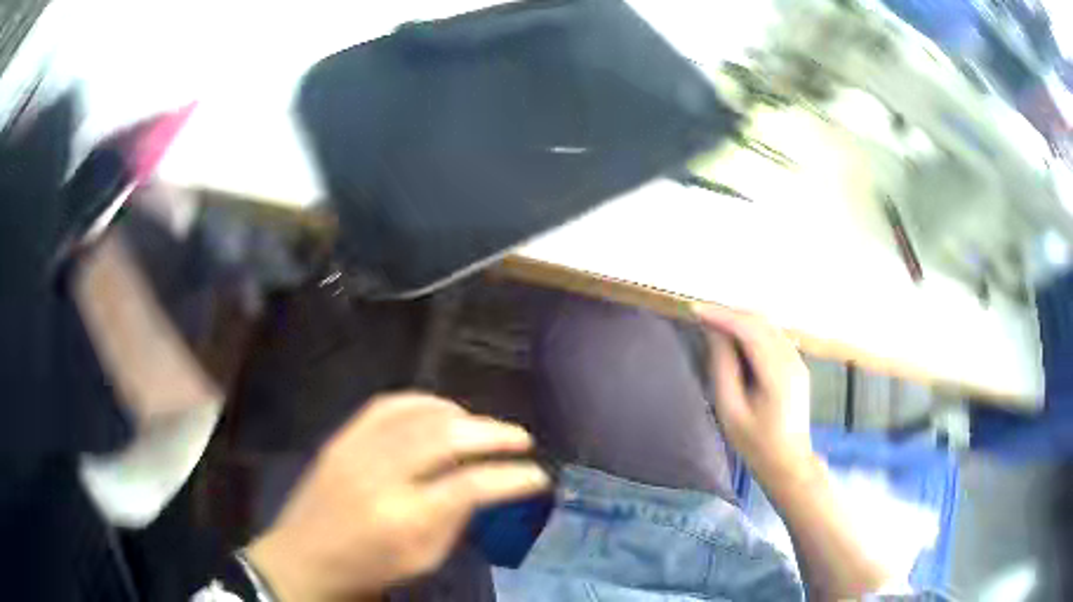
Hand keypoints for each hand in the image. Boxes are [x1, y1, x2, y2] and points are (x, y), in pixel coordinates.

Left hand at [246, 392, 549, 600]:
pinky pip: (386, 405)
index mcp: (403, 518)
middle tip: (521, 439)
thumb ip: (454, 521)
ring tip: (484, 426)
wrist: (303, 559)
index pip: (470, 486)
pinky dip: (421, 401)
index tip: (537, 475)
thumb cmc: (367, 570)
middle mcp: (379, 475)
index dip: (511, 477)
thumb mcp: (422, 560)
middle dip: (493, 434)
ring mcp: (355, 450)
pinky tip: (441, 410)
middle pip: (446, 438)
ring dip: (461, 415)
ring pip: (418, 415)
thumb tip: (482, 486)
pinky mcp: (341, 438)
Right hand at [693, 304, 814, 487]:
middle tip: (701, 314)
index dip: (722, 316)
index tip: (695, 309)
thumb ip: (723, 368)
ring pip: (768, 325)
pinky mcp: (797, 364)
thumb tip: (714, 333)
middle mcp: (792, 359)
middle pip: (761, 321)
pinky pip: (774, 335)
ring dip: (741, 319)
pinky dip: (753, 329)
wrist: (788, 461)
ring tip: (714, 323)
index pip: (750, 330)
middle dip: (730, 313)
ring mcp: (797, 360)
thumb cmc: (756, 443)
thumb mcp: (731, 410)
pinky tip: (736, 337)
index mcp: (777, 373)